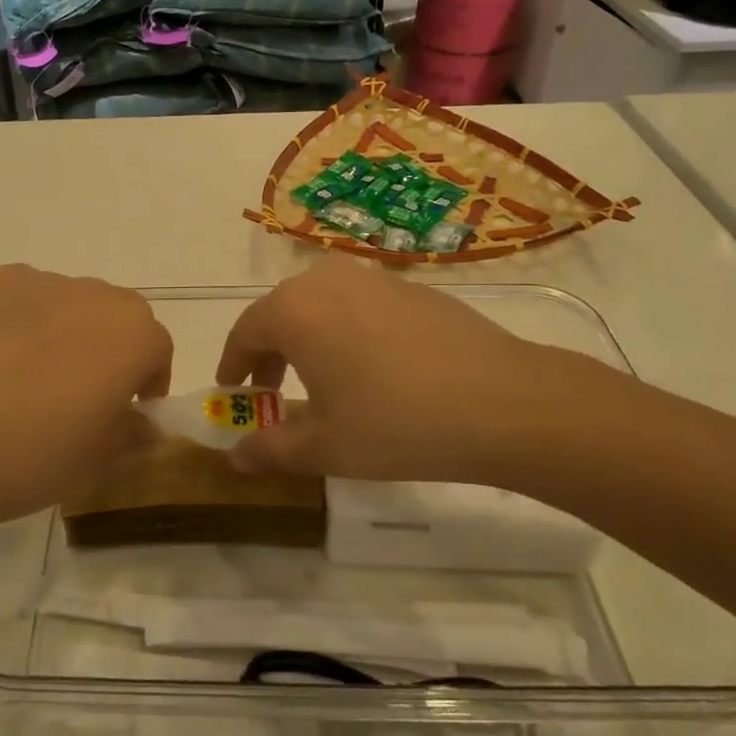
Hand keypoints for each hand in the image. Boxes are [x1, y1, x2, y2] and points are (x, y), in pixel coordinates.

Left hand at [0, 265, 172, 529]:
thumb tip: (146, 424)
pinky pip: (23, 297)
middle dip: (110, 348)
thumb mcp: (99, 457)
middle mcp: (96, 294)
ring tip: (29, 375)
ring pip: (69, 303)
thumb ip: (134, 432)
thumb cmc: (36, 455)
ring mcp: (41, 281)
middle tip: (81, 392)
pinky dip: (21, 319)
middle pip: (116, 316)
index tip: (128, 410)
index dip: (147, 382)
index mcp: (134, 334)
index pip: (157, 349)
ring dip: (66, 330)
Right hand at [214, 256, 623, 493]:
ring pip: (320, 306)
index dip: (233, 366)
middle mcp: (326, 281)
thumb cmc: (396, 422)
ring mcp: (373, 278)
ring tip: (323, 382)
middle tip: (274, 394)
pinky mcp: (411, 287)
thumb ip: (271, 449)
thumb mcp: (325, 447)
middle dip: (269, 353)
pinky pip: (359, 305)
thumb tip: (234, 457)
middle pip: (280, 313)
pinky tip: (373, 369)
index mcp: (293, 310)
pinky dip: (347, 331)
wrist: (502, 401)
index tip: (234, 395)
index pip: (244, 333)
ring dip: (308, 340)